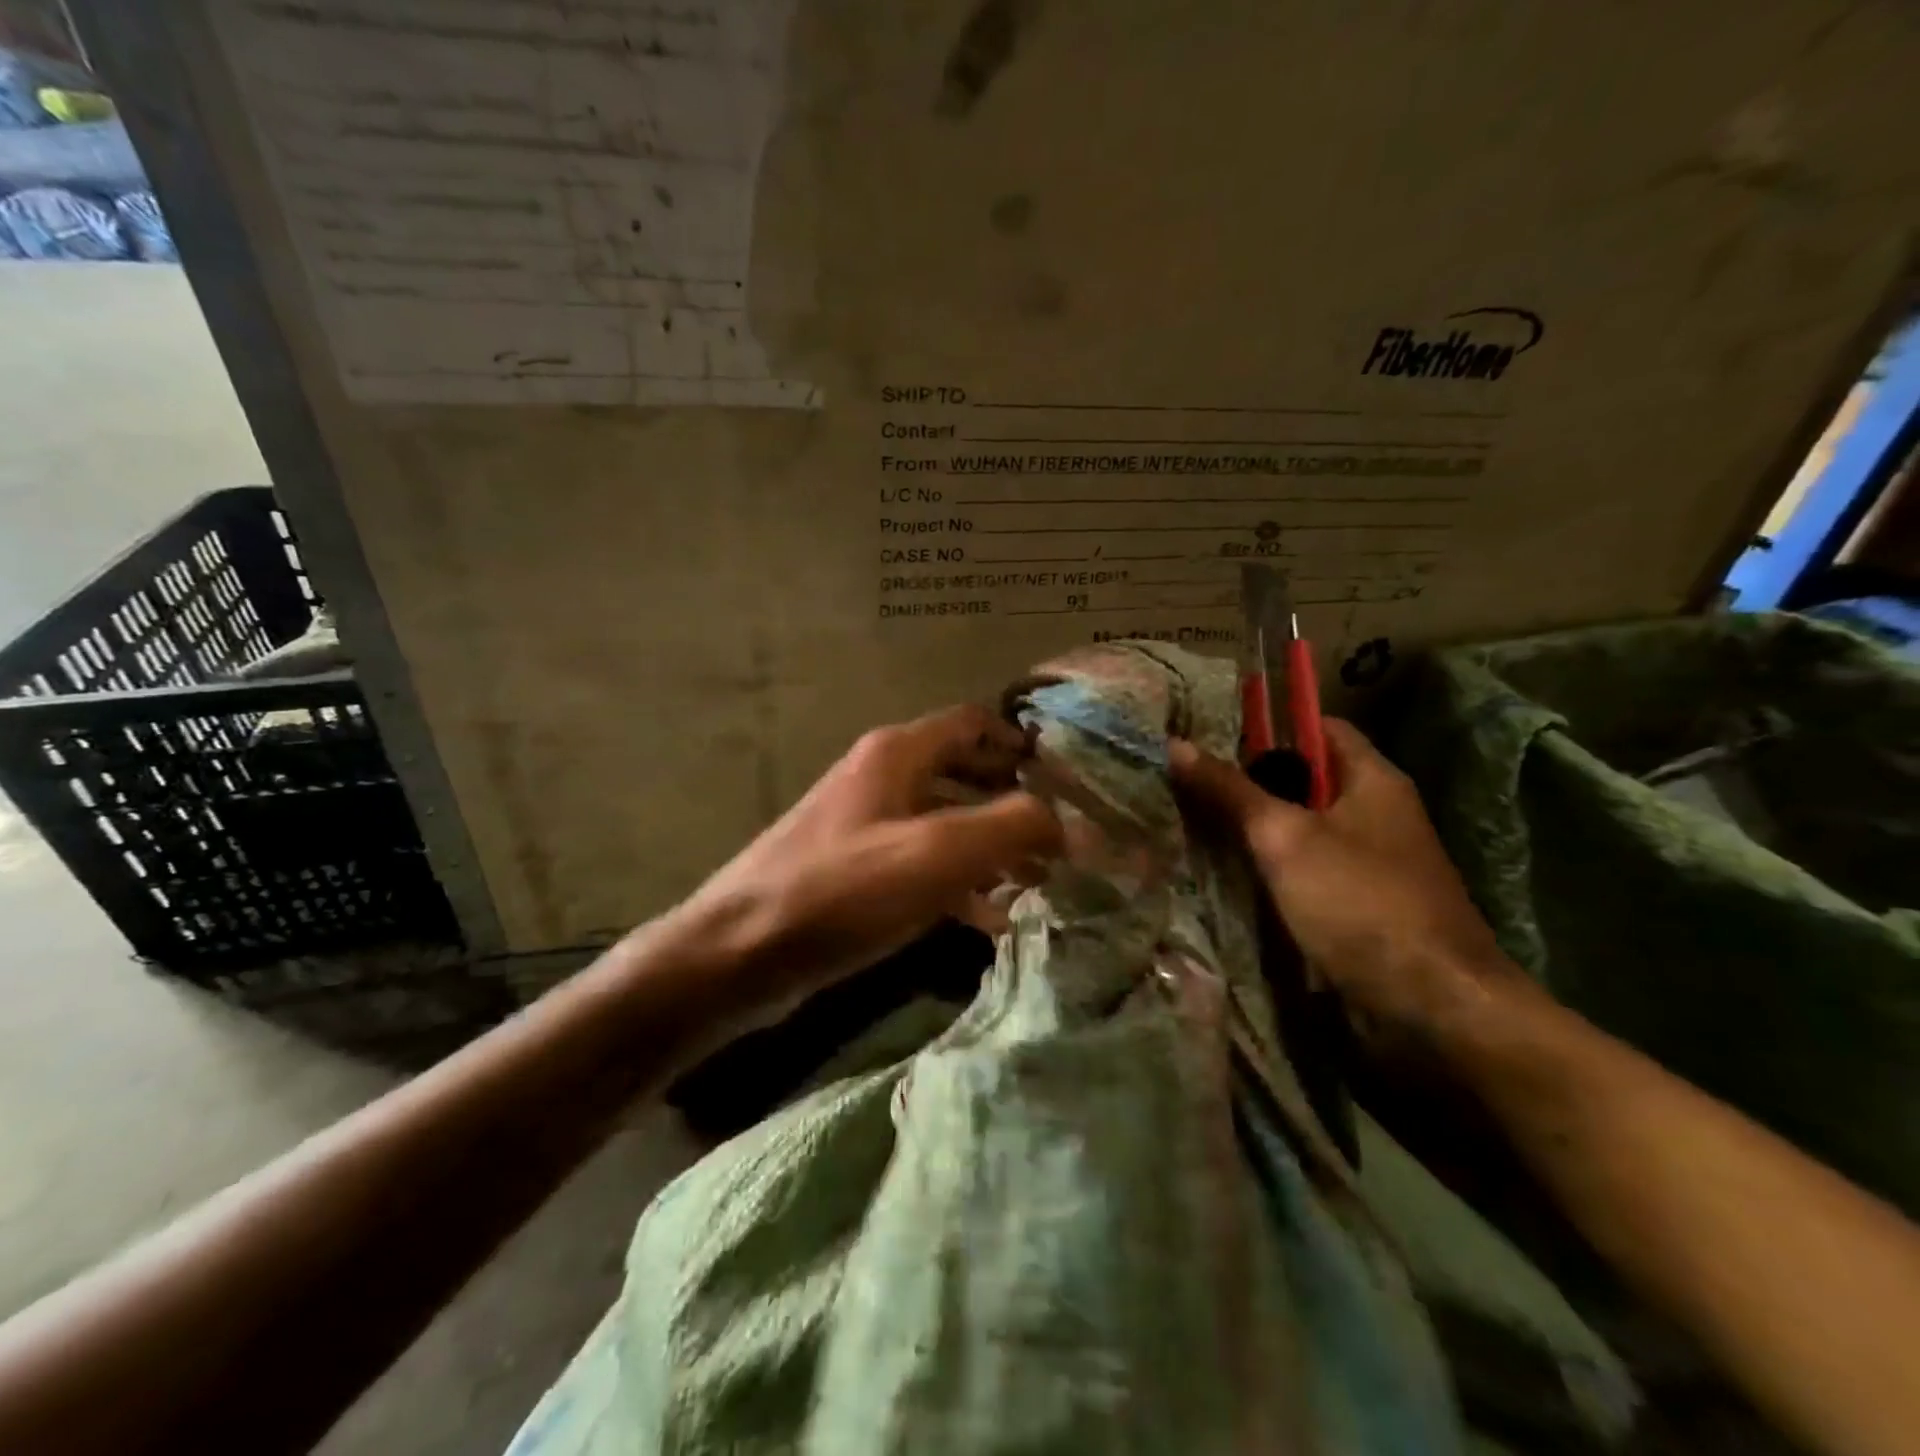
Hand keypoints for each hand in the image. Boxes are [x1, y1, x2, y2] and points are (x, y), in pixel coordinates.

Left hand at [667, 704, 1062, 1020]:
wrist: (740, 952)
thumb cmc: (841, 889)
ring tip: (1039, 881)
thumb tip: (1069, 822)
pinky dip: (960, 883)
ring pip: (946, 822)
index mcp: (898, 754)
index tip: (1065, 778)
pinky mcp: (858, 872)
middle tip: (1060, 837)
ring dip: (992, 847)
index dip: (1019, 742)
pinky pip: (923, 864)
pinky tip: (991, 919)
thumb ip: (1011, 827)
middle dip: (1012, 801)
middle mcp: (883, 778)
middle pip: (963, 772)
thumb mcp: (936, 853)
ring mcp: (867, 826)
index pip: (971, 722)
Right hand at [1169, 720, 1514, 1029]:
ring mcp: (1368, 863)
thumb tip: (1175, 744)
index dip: (1267, 726)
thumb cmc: (1360, 902)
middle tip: (1187, 782)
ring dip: (1254, 830)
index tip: (1212, 736)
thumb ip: (1230, 791)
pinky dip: (1269, 870)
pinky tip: (1225, 875)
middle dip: (1248, 782)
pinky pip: (1304, 872)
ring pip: (1300, 830)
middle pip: (1304, 781)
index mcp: (1372, 780)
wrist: (1432, 1008)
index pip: (1317, 728)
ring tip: (1190, 823)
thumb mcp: (1285, 838)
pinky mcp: (1357, 907)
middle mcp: (1375, 813)